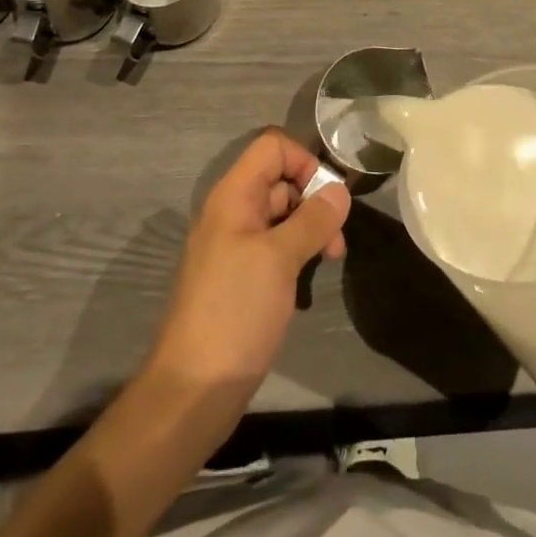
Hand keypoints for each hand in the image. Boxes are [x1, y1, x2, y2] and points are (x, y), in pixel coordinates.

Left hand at [148, 128, 350, 395]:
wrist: (194, 389)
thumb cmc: (235, 312)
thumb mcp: (279, 259)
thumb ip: (312, 219)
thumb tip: (340, 190)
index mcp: (233, 196)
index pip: (272, 147)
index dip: (304, 161)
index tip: (329, 197)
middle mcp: (232, 213)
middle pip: (280, 180)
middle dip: (314, 201)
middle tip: (336, 241)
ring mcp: (235, 246)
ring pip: (282, 216)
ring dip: (310, 231)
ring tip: (329, 262)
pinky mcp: (242, 278)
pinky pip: (276, 248)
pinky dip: (297, 256)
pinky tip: (308, 284)